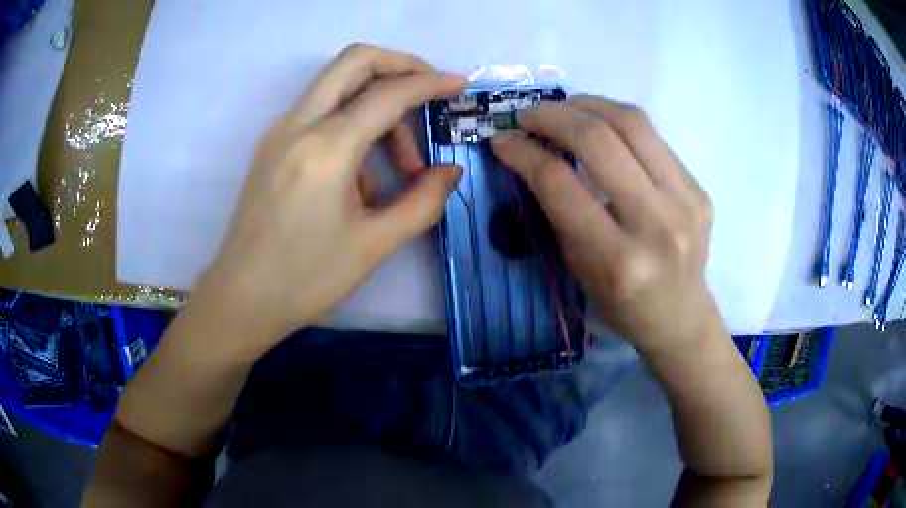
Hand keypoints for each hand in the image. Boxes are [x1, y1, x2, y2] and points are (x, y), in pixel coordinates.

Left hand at [194, 44, 465, 357]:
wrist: (241, 298)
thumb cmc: (305, 279)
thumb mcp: (374, 246)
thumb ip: (423, 202)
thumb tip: (450, 171)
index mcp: (325, 148)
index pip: (388, 93)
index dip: (431, 83)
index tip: (460, 85)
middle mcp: (298, 124)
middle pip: (354, 60)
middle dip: (400, 64)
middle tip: (429, 90)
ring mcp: (280, 131)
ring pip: (337, 84)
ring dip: (377, 102)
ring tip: (399, 165)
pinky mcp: (272, 144)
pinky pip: (321, 112)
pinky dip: (352, 122)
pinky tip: (362, 173)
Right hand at [491, 96, 717, 354]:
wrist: (681, 317)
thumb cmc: (622, 305)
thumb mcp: (579, 269)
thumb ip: (559, 211)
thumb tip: (531, 154)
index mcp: (617, 260)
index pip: (561, 185)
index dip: (525, 153)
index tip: (503, 140)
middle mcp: (656, 225)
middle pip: (599, 139)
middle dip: (553, 116)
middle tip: (529, 116)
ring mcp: (686, 202)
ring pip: (632, 123)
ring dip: (587, 105)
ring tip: (563, 109)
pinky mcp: (700, 189)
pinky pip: (654, 138)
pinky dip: (618, 123)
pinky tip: (601, 127)